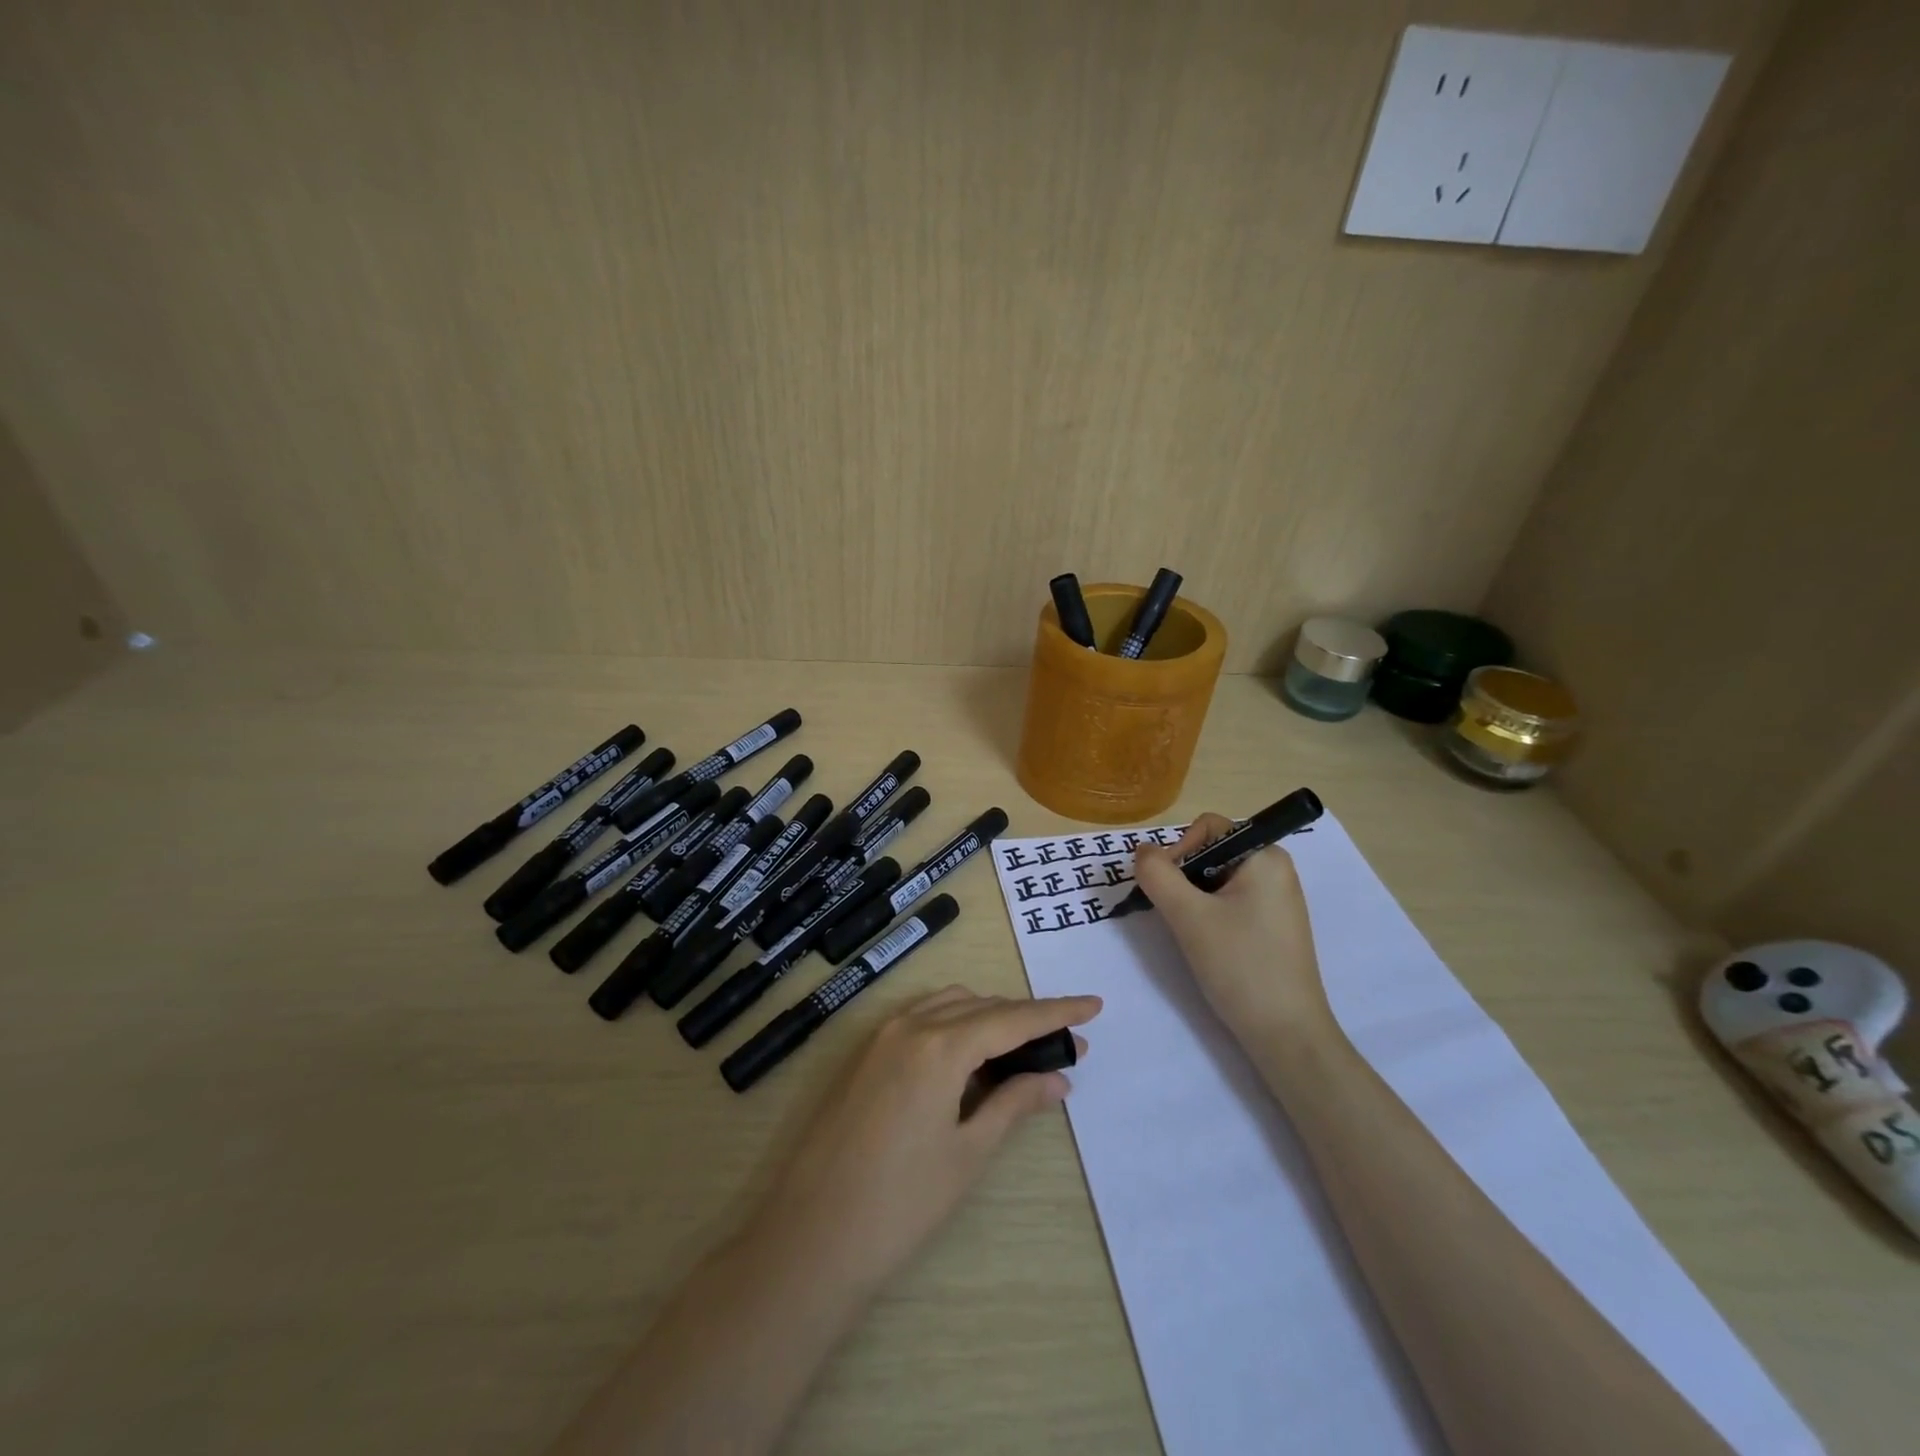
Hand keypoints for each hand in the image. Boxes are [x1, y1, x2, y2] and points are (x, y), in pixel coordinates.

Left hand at [746, 987, 1101, 1299]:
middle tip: (1065, 1046)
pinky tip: (970, 1058)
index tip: (1094, 1005)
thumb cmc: (901, 1203)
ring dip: (989, 1018)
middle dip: (1025, 1020)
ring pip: (950, 1006)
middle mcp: (910, 1025)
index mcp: (939, 1045)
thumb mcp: (968, 1153)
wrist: (811, 1237)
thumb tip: (1059, 1079)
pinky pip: (922, 1019)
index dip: (1056, 1011)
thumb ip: (1014, 1103)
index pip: (1012, 1018)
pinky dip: (955, 1025)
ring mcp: (881, 1036)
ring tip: (1021, 1052)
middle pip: (982, 1007)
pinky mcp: (865, 1054)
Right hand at [1133, 813, 1331, 1041]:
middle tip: (1175, 914)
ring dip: (1193, 898)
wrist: (1286, 1035)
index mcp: (1265, 856)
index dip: (1178, 851)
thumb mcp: (1188, 916)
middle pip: (1211, 851)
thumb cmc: (1240, 966)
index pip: (1207, 828)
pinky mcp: (1272, 925)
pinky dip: (1209, 913)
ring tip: (1190, 932)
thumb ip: (1157, 874)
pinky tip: (1207, 943)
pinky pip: (1230, 901)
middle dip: (1183, 877)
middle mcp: (1275, 869)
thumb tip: (1142, 850)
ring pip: (1216, 879)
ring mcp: (1276, 898)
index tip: (1165, 889)